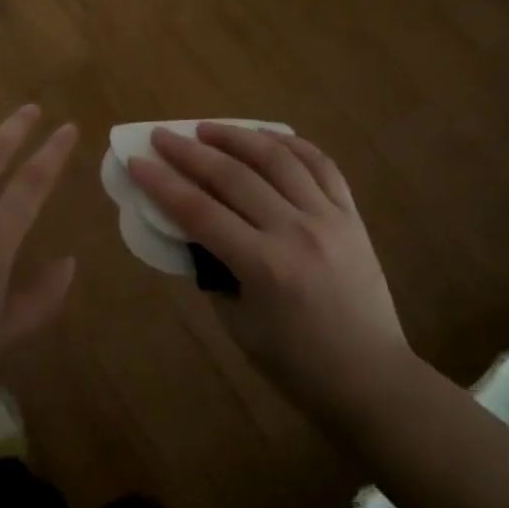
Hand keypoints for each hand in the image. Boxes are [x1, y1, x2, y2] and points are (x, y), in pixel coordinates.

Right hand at [129, 124, 409, 419]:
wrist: (372, 379)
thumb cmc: (296, 365)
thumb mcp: (239, 324)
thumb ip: (214, 271)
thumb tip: (194, 230)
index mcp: (264, 266)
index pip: (199, 211)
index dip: (162, 184)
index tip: (136, 161)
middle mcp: (296, 232)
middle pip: (233, 176)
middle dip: (190, 151)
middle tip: (162, 135)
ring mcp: (328, 218)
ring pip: (277, 158)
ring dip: (237, 136)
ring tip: (207, 128)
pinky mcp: (352, 215)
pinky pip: (321, 165)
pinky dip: (291, 144)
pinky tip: (266, 137)